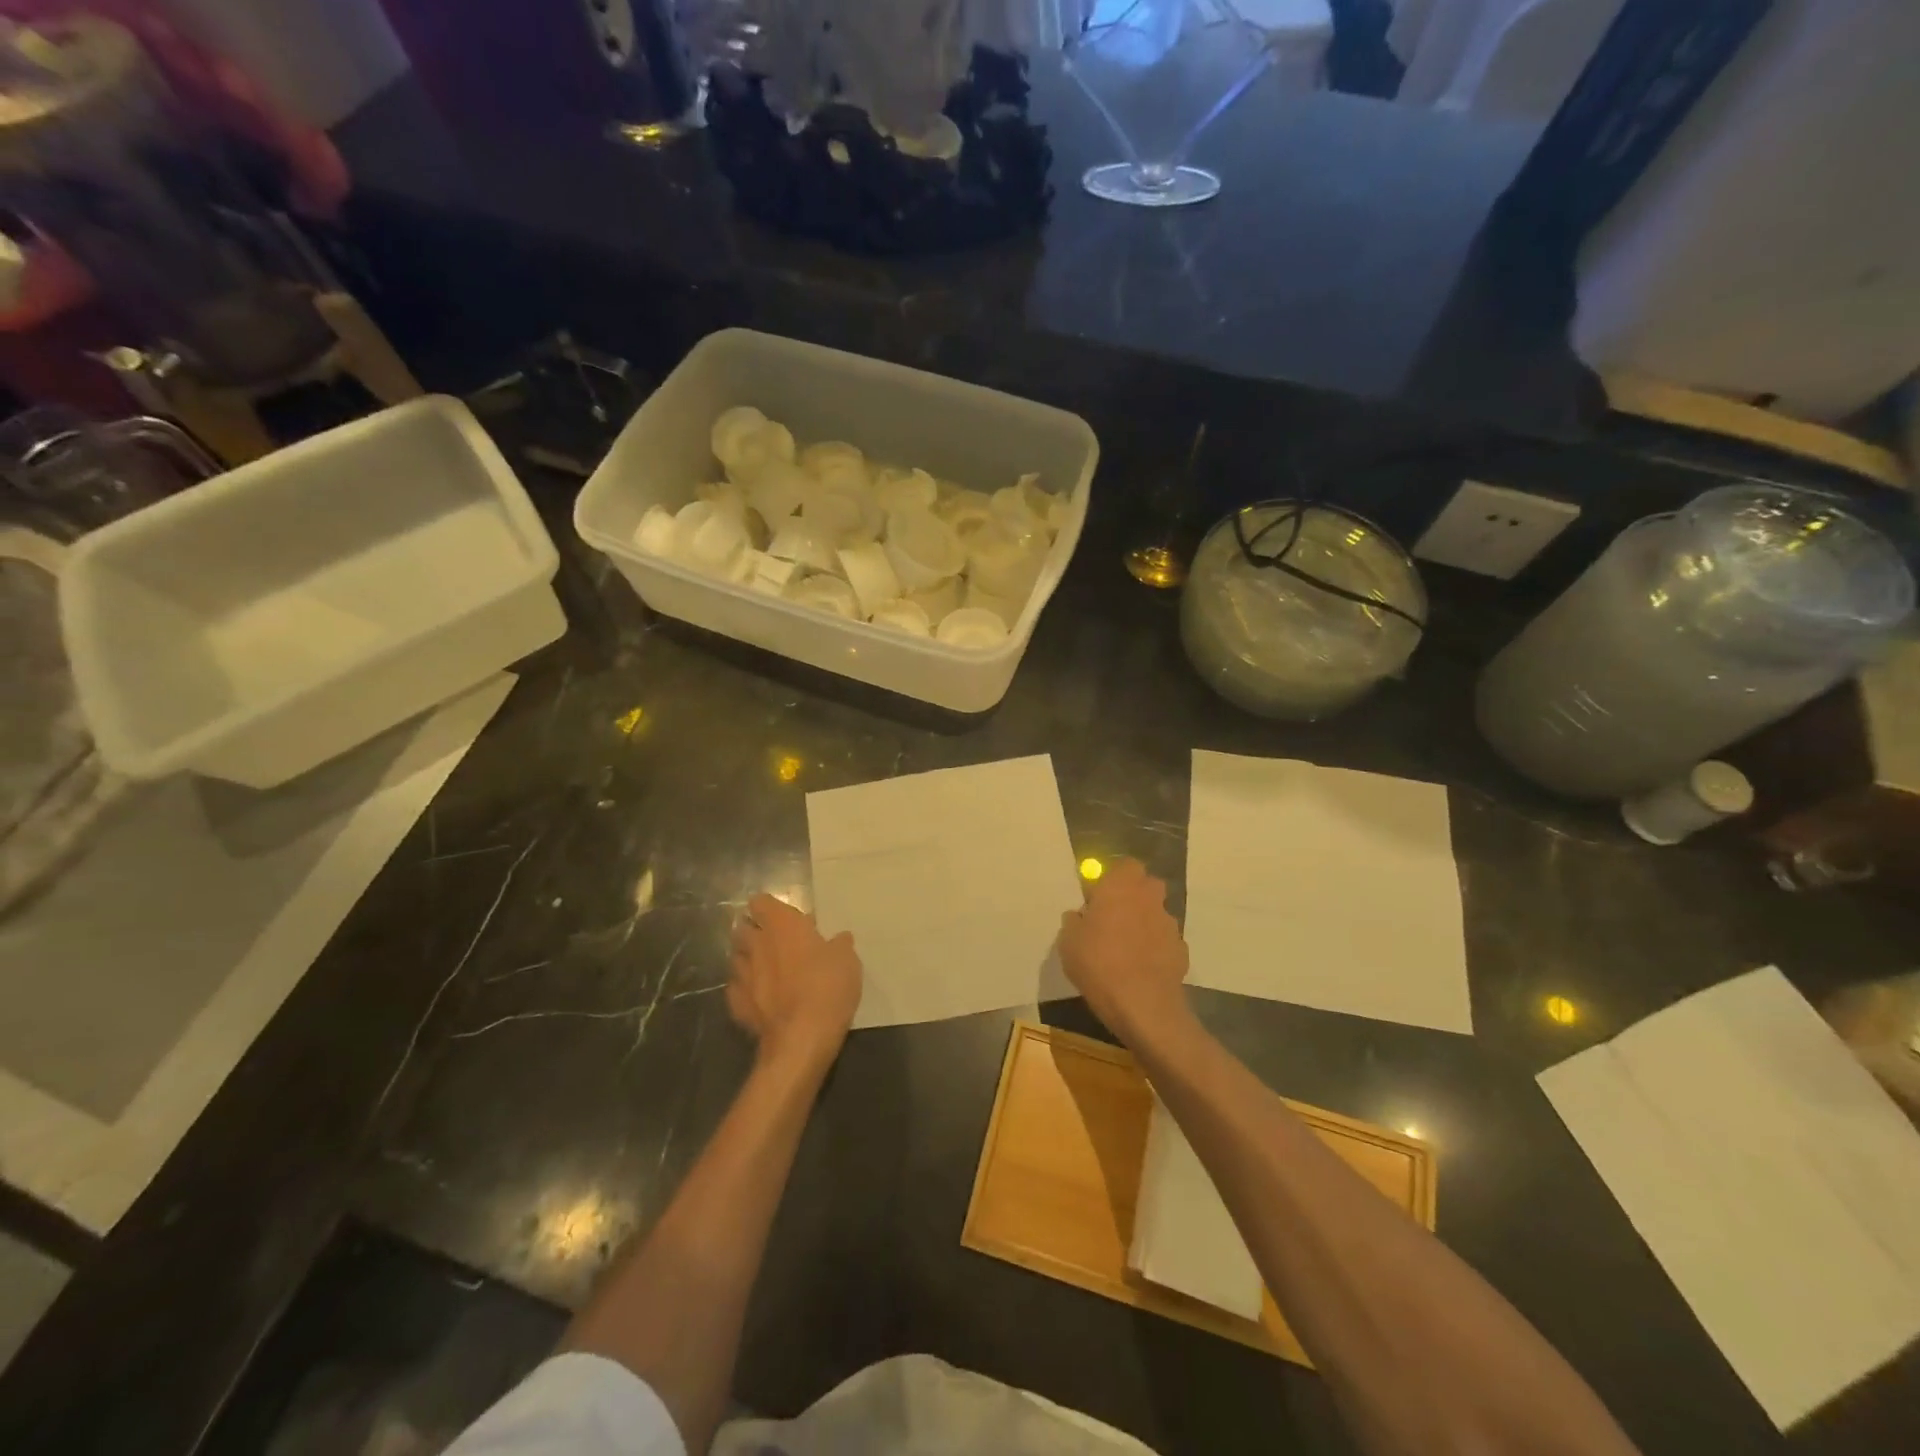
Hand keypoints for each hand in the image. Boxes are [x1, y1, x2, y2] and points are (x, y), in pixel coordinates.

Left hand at [728, 894, 861, 1074]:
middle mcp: (756, 944)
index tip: (783, 918)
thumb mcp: (847, 961)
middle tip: (776, 943)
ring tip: (766, 970)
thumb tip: (839, 939)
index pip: (761, 902)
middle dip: (755, 932)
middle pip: (743, 928)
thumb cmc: (827, 988)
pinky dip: (746, 989)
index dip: (769, 908)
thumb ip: (839, 945)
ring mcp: (742, 974)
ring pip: (737, 958)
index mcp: (782, 925)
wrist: (801, 1039)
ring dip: (748, 960)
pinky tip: (760, 998)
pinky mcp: (736, 1004)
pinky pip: (737, 988)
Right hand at [1058, 859, 1191, 1047]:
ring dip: (1144, 924)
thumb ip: (1075, 921)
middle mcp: (1149, 898)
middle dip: (1133, 897)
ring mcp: (1169, 924)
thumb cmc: (1098, 964)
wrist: (1142, 1005)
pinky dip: (1155, 950)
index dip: (1113, 878)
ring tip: (1126, 950)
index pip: (1125, 865)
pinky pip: (1165, 942)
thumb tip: (1080, 916)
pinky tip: (1141, 970)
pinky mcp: (1181, 951)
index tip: (1099, 896)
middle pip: (1146, 886)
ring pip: (1156, 914)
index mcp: (1121, 886)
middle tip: (1113, 919)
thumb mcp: (1068, 941)